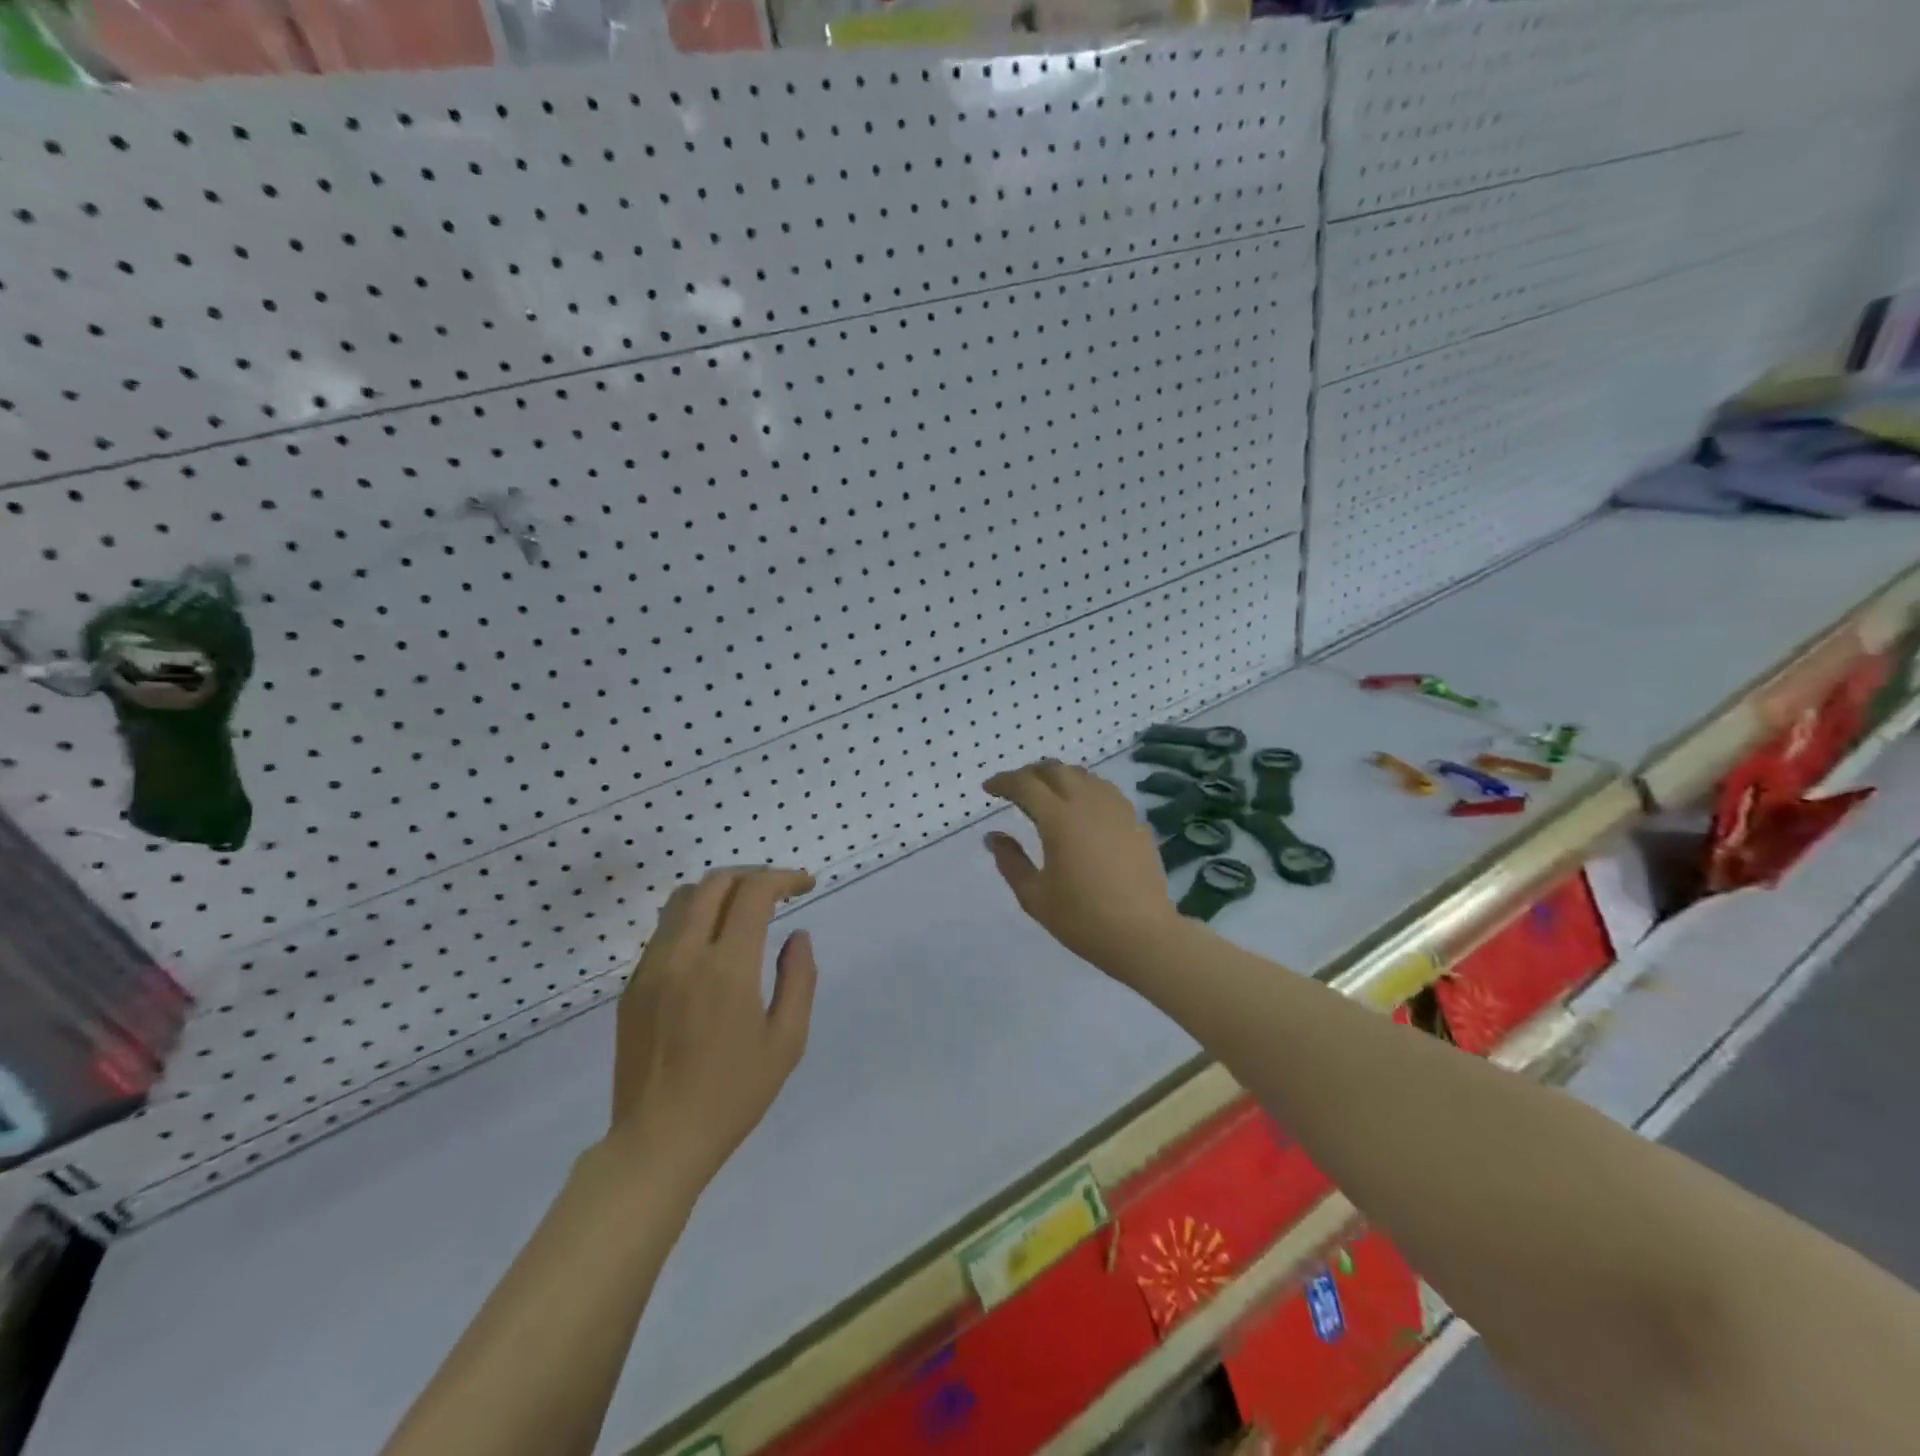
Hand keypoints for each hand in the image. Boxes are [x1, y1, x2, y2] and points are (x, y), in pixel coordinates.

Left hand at [603, 867, 818, 1195]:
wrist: (658, 1142)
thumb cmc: (733, 1095)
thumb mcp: (786, 1041)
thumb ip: (799, 979)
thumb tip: (797, 936)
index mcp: (727, 968)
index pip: (753, 893)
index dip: (783, 878)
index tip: (805, 885)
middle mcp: (684, 955)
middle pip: (715, 883)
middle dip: (752, 876)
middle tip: (778, 891)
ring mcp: (652, 968)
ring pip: (683, 900)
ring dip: (719, 891)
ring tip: (744, 909)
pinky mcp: (633, 985)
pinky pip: (664, 931)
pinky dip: (694, 919)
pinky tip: (711, 945)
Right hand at [983, 759, 1182, 971]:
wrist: (1143, 935)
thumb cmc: (1082, 918)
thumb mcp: (1034, 896)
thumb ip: (1010, 861)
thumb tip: (994, 837)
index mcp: (1059, 818)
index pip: (1025, 784)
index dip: (1003, 782)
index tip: (988, 789)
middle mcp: (1088, 803)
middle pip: (1056, 770)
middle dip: (1030, 773)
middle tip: (1015, 789)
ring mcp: (1116, 810)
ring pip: (1083, 776)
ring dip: (1059, 777)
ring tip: (1047, 794)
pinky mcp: (1136, 822)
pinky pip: (1105, 791)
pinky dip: (1085, 789)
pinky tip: (1082, 808)